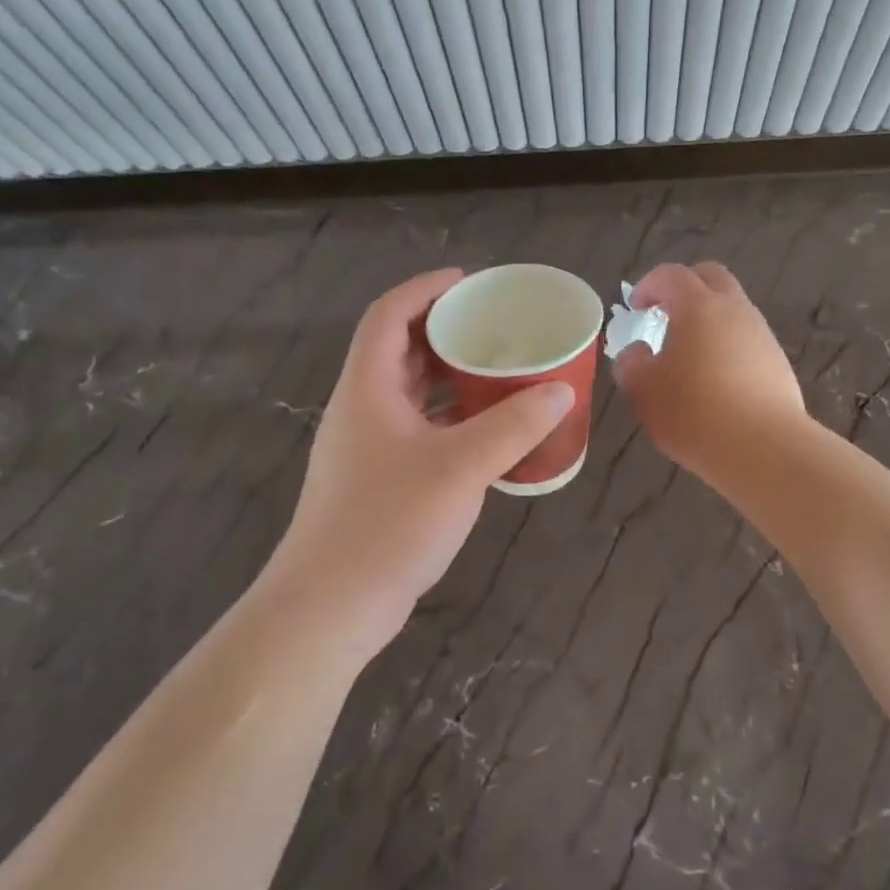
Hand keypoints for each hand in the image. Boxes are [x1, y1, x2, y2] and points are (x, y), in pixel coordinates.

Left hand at [275, 269, 573, 640]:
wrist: (330, 607)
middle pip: (399, 349)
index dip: (425, 289)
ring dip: (449, 375)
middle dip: (443, 329)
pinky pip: (417, 428)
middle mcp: (361, 408)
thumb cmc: (389, 522)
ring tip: (497, 369)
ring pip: (409, 392)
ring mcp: (366, 447)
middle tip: (493, 324)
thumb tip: (560, 391)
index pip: (388, 316)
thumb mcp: (461, 467)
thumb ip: (513, 426)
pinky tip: (486, 430)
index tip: (468, 282)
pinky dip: (449, 417)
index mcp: (368, 388)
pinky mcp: (377, 479)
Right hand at [611, 262, 806, 485]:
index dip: (648, 285)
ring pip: (733, 309)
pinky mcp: (778, 362)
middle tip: (664, 314)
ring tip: (688, 354)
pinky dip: (727, 346)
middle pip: (711, 278)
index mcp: (699, 306)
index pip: (671, 275)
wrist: (765, 449)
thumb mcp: (643, 390)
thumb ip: (631, 363)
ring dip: (708, 319)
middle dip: (684, 287)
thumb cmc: (694, 412)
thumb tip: (637, 352)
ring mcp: (762, 335)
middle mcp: (735, 310)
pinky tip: (715, 381)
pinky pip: (746, 339)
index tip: (636, 307)